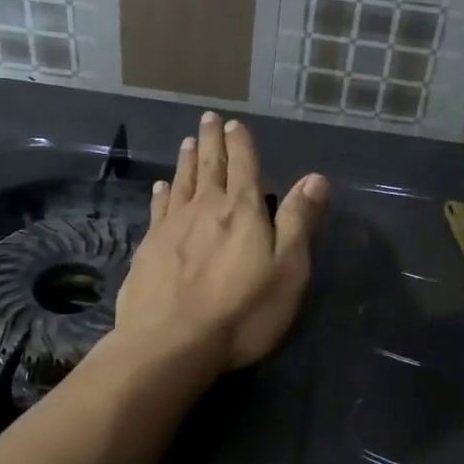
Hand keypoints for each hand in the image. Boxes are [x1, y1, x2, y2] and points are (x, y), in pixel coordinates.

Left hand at [115, 112, 328, 371]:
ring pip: (181, 182)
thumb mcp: (287, 270)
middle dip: (211, 141)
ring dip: (186, 160)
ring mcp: (172, 227)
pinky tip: (160, 186)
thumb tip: (315, 178)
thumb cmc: (242, 312)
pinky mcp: (149, 248)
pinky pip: (158, 209)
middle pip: (209, 166)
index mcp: (242, 211)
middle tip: (208, 118)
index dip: (240, 144)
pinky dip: (161, 193)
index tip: (234, 124)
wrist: (171, 344)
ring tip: (187, 142)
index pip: (243, 166)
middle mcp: (205, 208)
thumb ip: (298, 222)